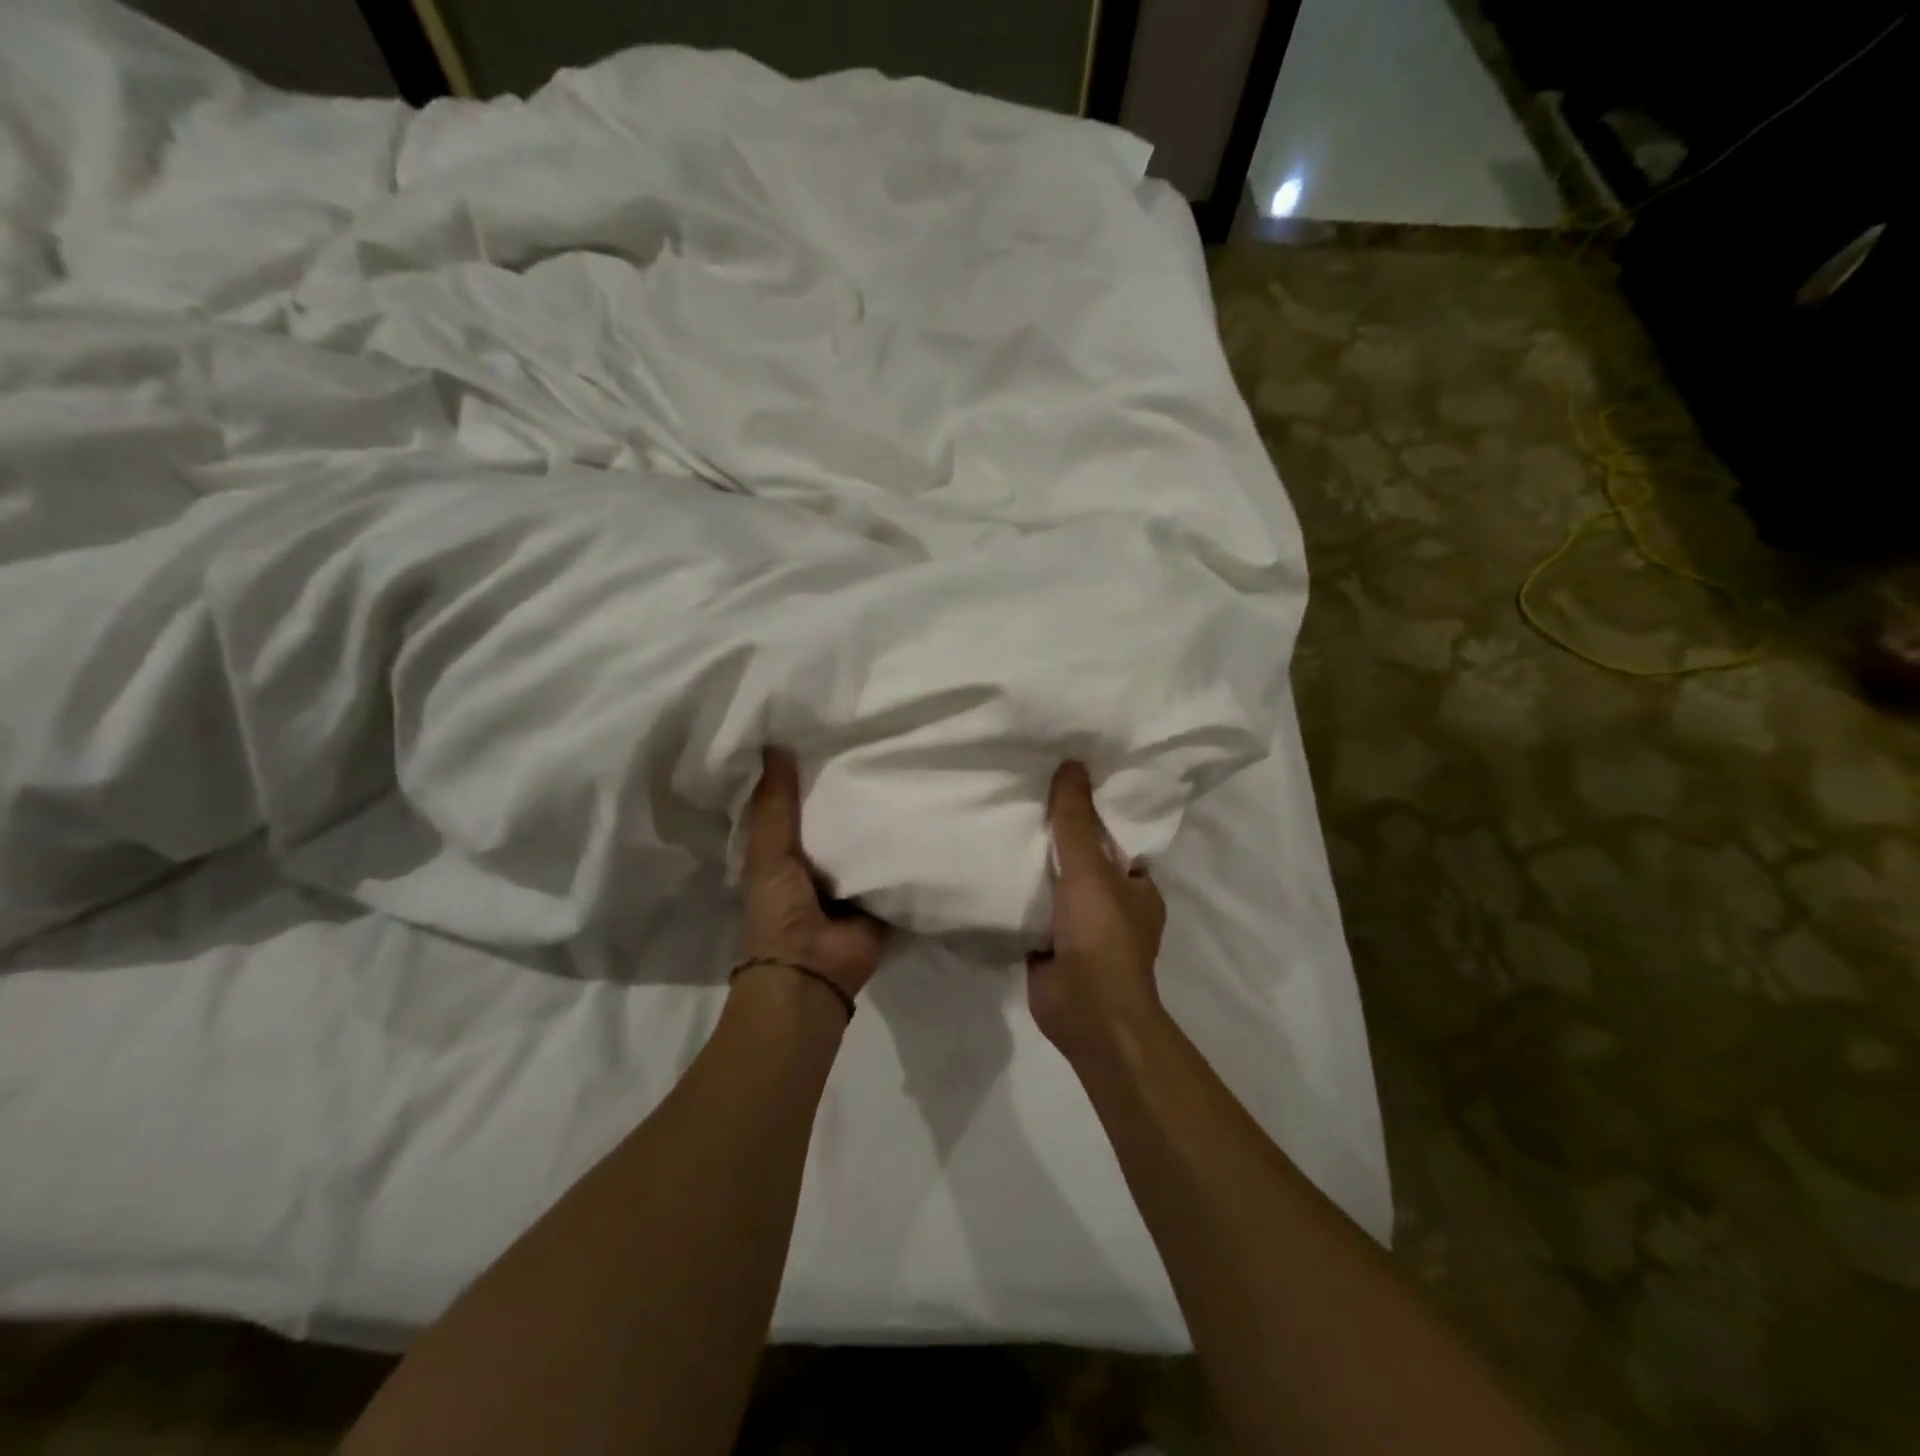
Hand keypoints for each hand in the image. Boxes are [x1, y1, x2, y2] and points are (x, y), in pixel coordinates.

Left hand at [739, 747, 888, 1000]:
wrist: (811, 974)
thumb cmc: (778, 911)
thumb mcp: (769, 852)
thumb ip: (774, 804)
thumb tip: (776, 743)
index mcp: (784, 854)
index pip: (798, 806)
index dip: (809, 776)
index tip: (830, 737)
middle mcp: (819, 865)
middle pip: (837, 821)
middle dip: (852, 793)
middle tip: (877, 745)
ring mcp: (853, 882)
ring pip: (868, 841)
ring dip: (881, 817)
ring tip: (905, 769)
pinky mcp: (883, 897)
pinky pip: (895, 865)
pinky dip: (906, 846)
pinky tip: (925, 811)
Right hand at [1027, 761, 1167, 1056]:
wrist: (1086, 1012)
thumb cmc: (1102, 937)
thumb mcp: (1090, 870)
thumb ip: (1077, 821)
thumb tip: (1072, 763)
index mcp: (1136, 884)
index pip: (1115, 836)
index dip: (1090, 810)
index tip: (1061, 782)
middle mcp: (1112, 903)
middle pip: (1081, 858)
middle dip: (1055, 836)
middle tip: (1020, 798)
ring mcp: (1080, 927)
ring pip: (1054, 884)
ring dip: (1032, 865)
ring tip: (999, 824)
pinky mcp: (1050, 945)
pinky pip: (1032, 910)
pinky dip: (1016, 894)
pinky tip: (988, 868)